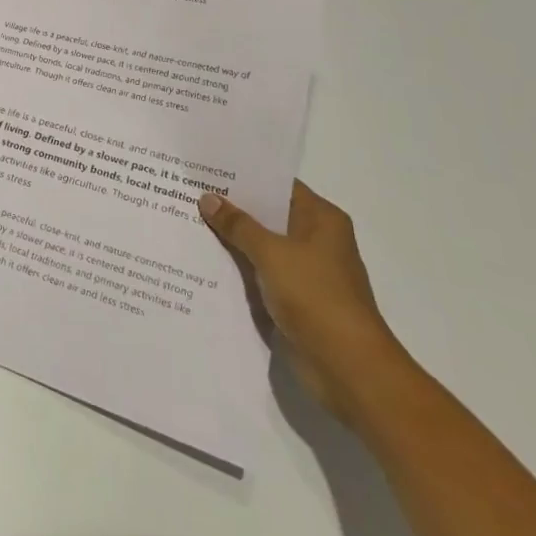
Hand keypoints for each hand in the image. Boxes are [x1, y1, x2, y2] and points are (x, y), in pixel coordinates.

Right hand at [199, 182, 404, 421]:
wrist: (348, 368)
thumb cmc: (316, 297)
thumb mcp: (272, 253)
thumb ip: (238, 225)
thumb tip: (208, 198)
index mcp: (321, 219)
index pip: (279, 185)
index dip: (245, 176)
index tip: (209, 167)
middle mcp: (316, 240)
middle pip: (268, 215)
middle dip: (232, 207)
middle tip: (188, 190)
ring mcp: (306, 271)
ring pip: (262, 246)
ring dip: (232, 239)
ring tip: (187, 220)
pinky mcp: (295, 299)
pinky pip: (260, 273)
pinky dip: (238, 268)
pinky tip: (203, 260)